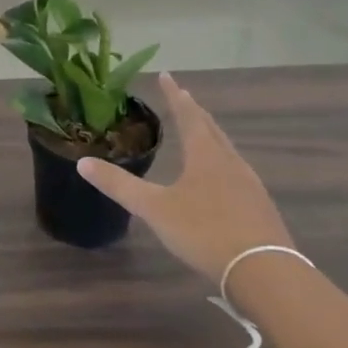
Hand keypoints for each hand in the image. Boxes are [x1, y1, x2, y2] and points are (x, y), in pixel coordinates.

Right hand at [78, 72, 292, 282]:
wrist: (265, 272)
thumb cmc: (205, 231)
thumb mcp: (154, 208)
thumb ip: (119, 185)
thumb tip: (82, 162)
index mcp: (205, 155)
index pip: (187, 115)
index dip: (174, 95)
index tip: (166, 75)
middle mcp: (229, 162)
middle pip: (211, 129)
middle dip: (195, 112)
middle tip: (184, 97)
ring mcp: (249, 185)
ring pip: (227, 150)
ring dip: (211, 136)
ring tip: (202, 133)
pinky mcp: (259, 207)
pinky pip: (237, 172)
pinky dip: (222, 163)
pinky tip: (221, 178)